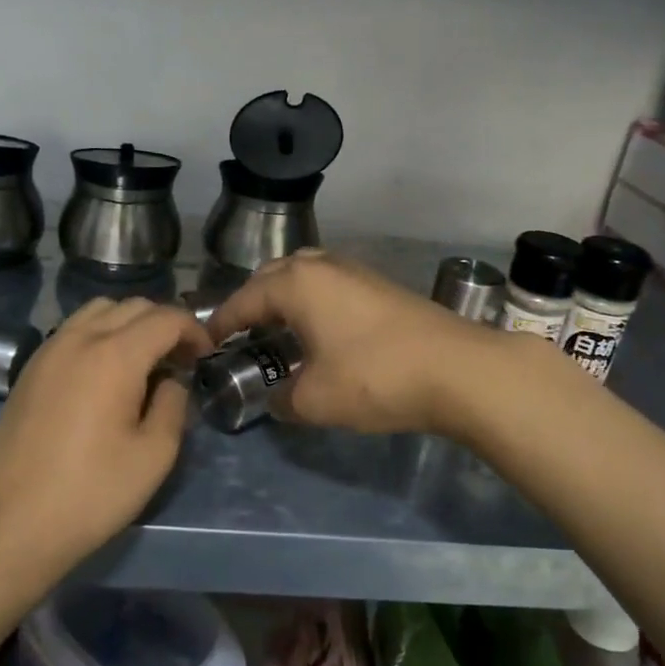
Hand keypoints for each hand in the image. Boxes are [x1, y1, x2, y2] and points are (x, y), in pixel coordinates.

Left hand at [0, 297, 213, 573]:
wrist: (11, 525)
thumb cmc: (91, 493)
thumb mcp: (154, 455)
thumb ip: (173, 405)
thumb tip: (172, 380)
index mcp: (115, 356)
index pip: (166, 318)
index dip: (194, 330)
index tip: (205, 357)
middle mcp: (80, 339)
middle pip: (133, 306)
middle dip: (164, 324)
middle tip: (180, 360)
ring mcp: (49, 350)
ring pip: (99, 310)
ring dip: (130, 323)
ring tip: (143, 361)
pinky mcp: (30, 369)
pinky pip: (73, 330)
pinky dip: (100, 334)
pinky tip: (105, 373)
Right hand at [207, 250, 499, 433]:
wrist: (458, 369)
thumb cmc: (375, 378)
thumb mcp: (315, 399)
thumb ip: (283, 399)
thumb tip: (277, 398)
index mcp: (297, 283)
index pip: (244, 299)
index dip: (222, 323)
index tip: (206, 343)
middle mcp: (323, 266)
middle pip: (273, 276)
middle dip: (252, 302)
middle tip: (241, 335)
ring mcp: (356, 271)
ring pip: (305, 275)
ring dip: (285, 298)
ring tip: (278, 331)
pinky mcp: (381, 285)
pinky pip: (330, 285)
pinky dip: (313, 301)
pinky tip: (320, 332)